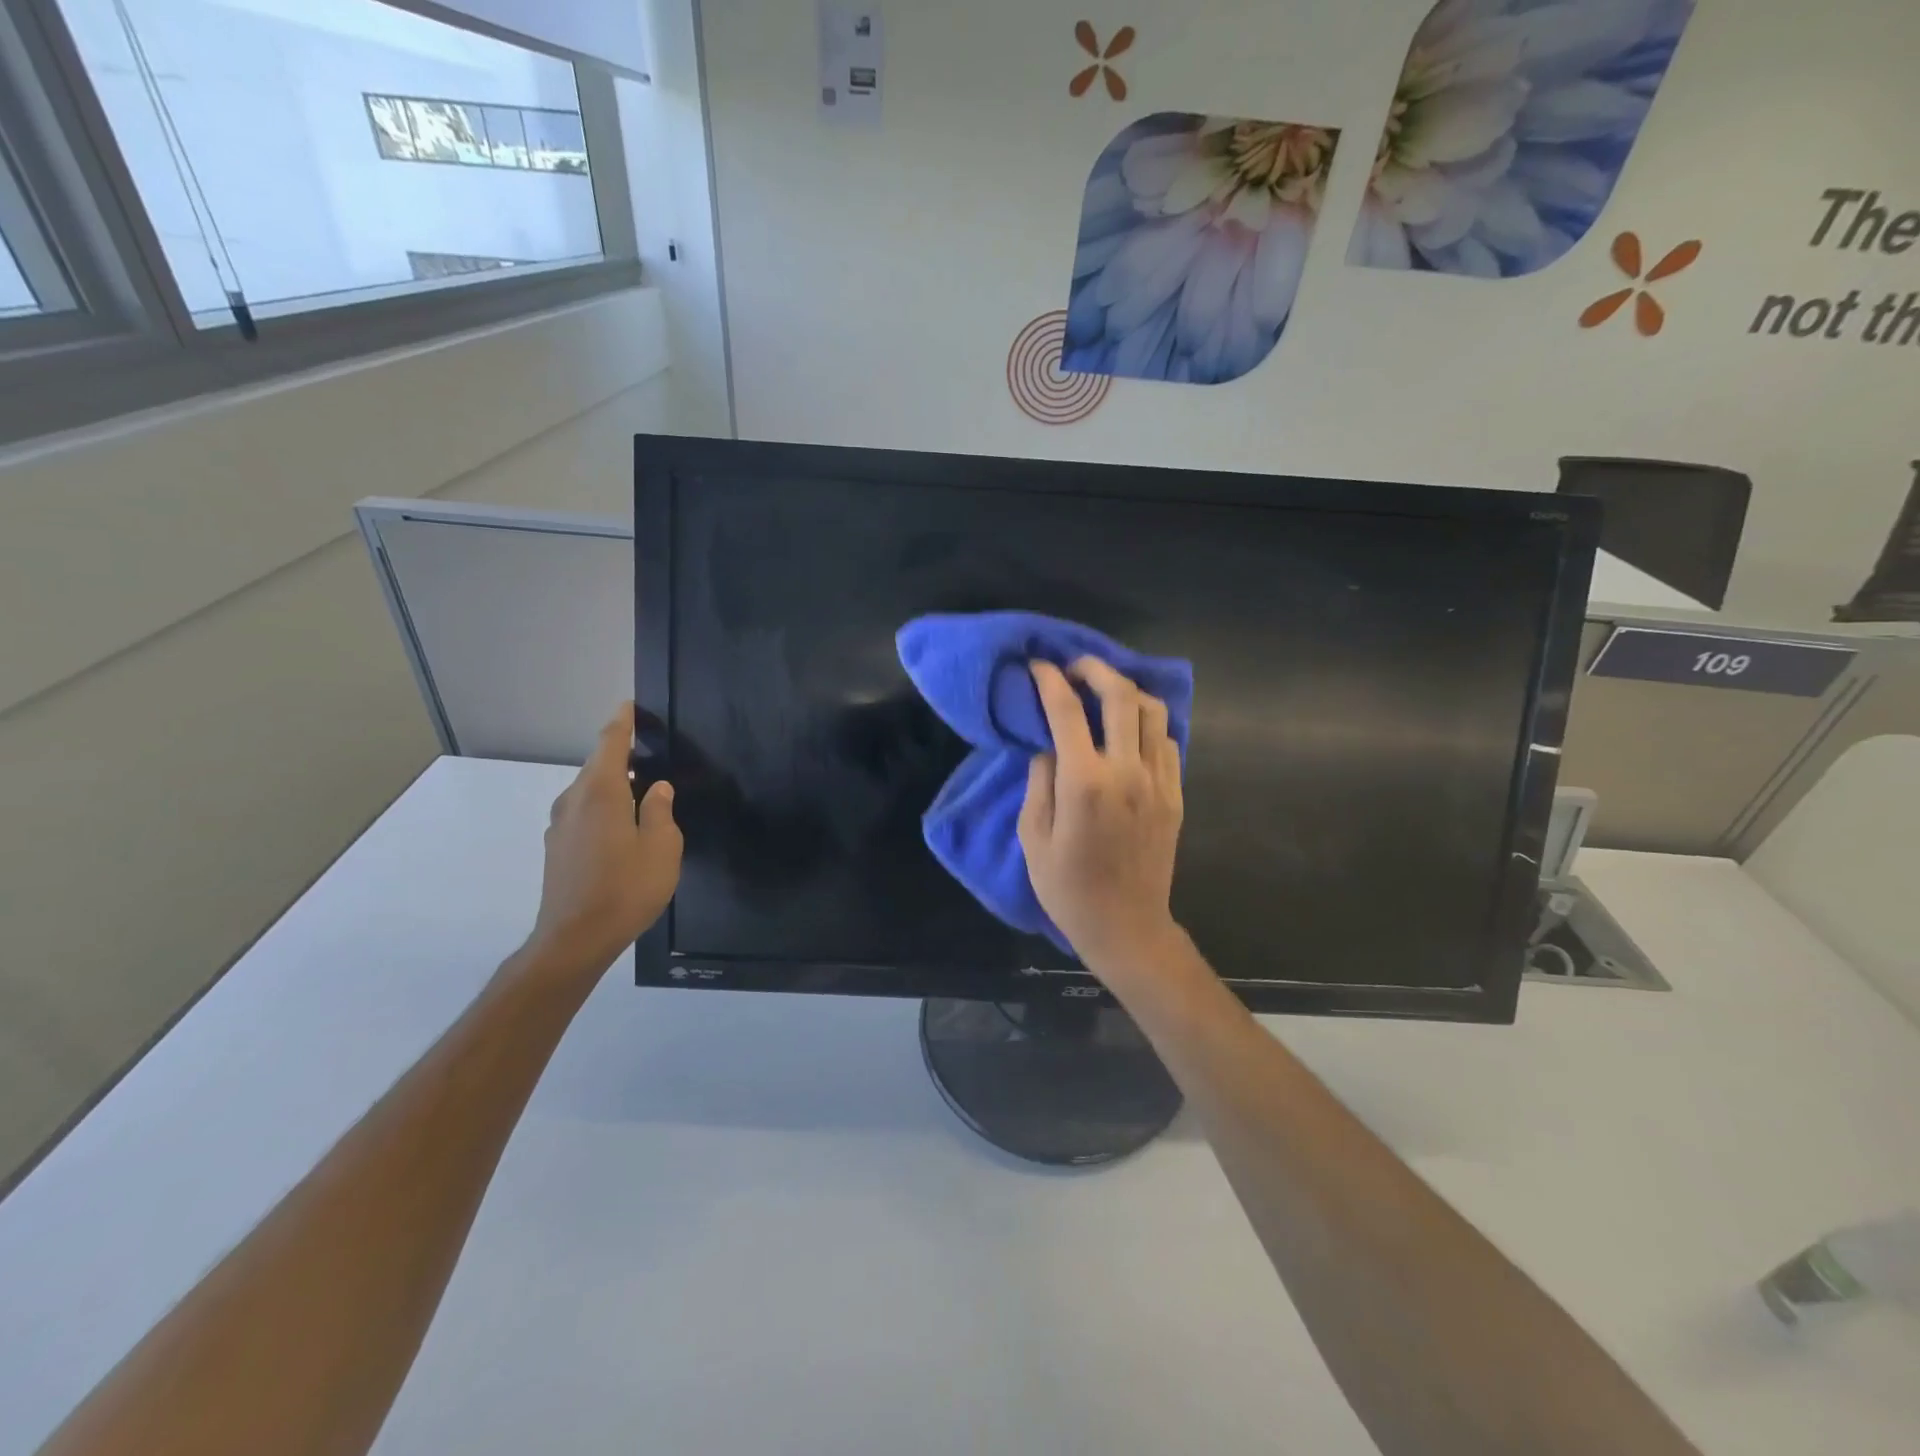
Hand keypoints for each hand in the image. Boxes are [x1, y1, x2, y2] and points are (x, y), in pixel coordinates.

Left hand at [528, 702, 682, 973]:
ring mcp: (561, 825)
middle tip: (651, 753)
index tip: (631, 705)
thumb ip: (660, 811)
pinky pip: (584, 812)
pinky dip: (604, 807)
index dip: (623, 722)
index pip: (610, 743)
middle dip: (621, 755)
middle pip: (597, 766)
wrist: (574, 939)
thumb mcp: (661, 847)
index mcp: (600, 792)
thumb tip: (657, 789)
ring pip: (590, 791)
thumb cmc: (626, 889)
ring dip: (613, 785)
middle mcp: (574, 801)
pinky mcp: (558, 848)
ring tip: (642, 791)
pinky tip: (623, 826)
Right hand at [1019, 659, 1184, 984]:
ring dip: (1127, 691)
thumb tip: (1048, 745)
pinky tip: (1128, 730)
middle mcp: (1127, 772)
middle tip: (1074, 667)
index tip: (1038, 665)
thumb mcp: (1033, 837)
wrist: (1126, 926)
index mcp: (1085, 783)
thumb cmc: (1067, 888)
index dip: (1050, 680)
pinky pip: (1166, 741)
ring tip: (1105, 692)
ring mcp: (1158, 781)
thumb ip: (1039, 782)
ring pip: (1152, 711)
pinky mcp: (1175, 794)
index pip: (1066, 711)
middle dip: (1095, 669)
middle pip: (1120, 696)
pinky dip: (1146, 723)